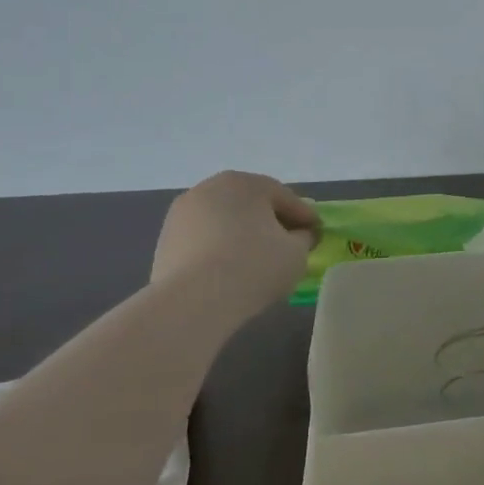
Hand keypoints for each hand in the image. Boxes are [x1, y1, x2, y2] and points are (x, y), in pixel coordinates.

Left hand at [150, 171, 320, 295]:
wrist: (193, 301)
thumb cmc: (254, 266)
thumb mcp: (297, 252)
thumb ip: (303, 238)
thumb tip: (299, 235)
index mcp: (245, 183)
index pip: (285, 198)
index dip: (306, 217)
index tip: (318, 234)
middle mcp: (209, 188)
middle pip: (251, 205)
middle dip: (272, 222)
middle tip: (290, 245)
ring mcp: (182, 214)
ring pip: (225, 222)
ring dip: (243, 235)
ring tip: (258, 261)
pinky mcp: (165, 241)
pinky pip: (205, 240)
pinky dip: (220, 250)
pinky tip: (231, 271)